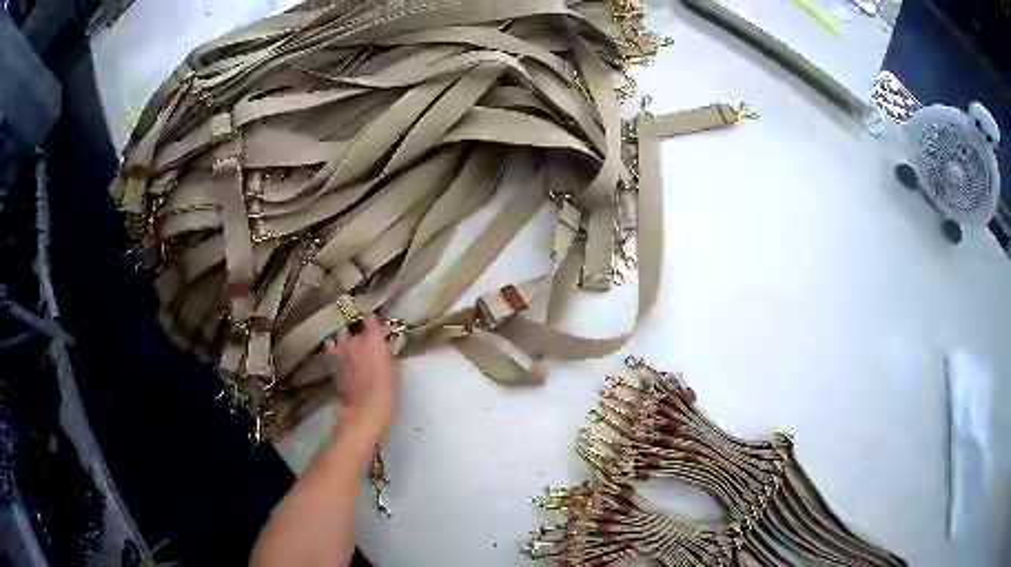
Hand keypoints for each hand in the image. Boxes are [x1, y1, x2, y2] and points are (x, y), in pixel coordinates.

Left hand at [324, 312, 397, 440]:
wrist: (364, 408)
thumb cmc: (385, 390)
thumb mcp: (392, 368)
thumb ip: (384, 351)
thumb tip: (381, 345)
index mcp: (373, 338)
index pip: (369, 317)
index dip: (369, 318)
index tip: (371, 321)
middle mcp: (354, 339)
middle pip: (354, 329)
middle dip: (358, 334)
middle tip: (364, 344)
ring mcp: (340, 349)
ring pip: (341, 338)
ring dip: (345, 342)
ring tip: (350, 351)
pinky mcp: (331, 361)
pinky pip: (333, 350)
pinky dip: (336, 351)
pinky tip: (340, 358)